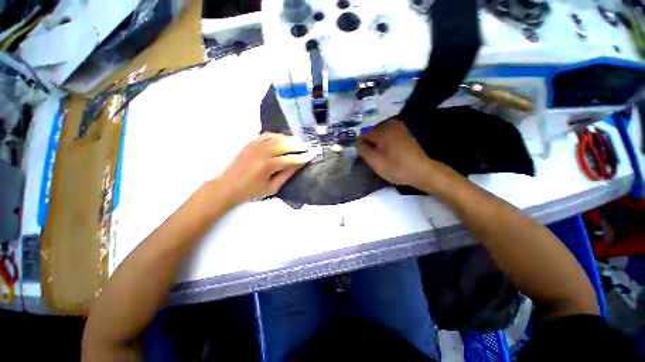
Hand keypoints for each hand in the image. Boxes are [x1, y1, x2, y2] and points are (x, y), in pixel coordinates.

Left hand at [218, 133, 315, 205]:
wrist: (226, 187)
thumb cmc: (250, 192)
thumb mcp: (272, 188)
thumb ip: (286, 175)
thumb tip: (298, 164)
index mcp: (267, 166)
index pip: (290, 159)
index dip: (303, 157)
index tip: (313, 154)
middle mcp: (262, 152)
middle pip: (285, 144)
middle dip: (299, 145)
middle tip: (308, 146)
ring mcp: (255, 145)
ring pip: (277, 138)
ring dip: (290, 139)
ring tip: (299, 141)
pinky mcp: (250, 143)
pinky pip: (267, 135)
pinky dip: (277, 135)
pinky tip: (283, 139)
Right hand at [357, 119, 440, 189]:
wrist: (421, 171)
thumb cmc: (396, 167)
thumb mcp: (374, 161)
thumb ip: (362, 149)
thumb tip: (356, 141)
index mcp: (382, 130)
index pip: (363, 135)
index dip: (363, 146)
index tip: (368, 157)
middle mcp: (390, 124)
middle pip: (371, 133)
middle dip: (371, 144)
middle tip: (376, 158)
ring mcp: (399, 127)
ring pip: (380, 135)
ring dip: (378, 145)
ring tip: (384, 156)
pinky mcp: (404, 132)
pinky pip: (388, 136)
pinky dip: (386, 143)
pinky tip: (391, 153)